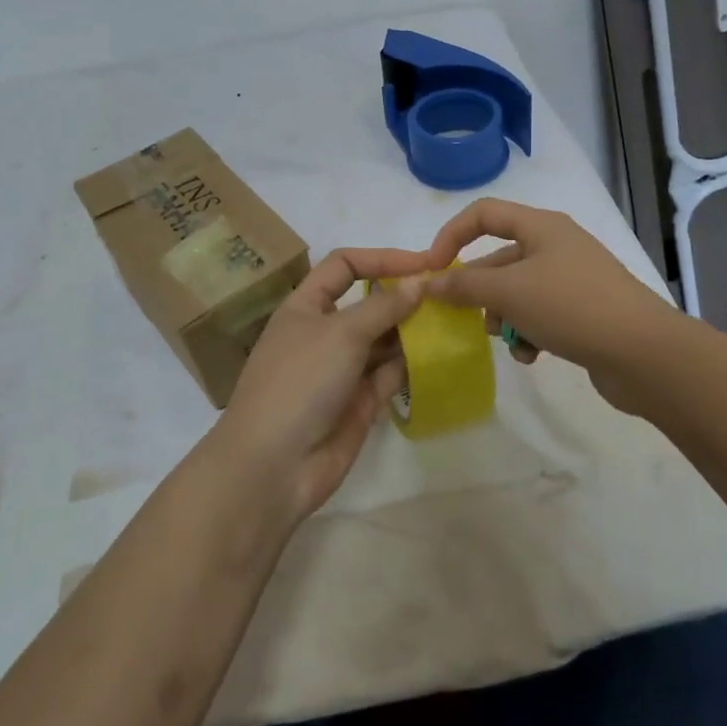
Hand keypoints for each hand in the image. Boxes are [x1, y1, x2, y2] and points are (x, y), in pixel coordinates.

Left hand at [209, 248, 428, 525]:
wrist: (273, 465)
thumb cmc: (300, 382)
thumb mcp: (341, 332)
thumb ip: (384, 306)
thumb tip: (419, 282)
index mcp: (305, 306)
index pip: (345, 266)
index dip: (382, 259)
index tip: (424, 264)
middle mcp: (323, 333)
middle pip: (369, 304)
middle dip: (404, 297)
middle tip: (448, 295)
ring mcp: (341, 369)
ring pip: (383, 340)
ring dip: (413, 330)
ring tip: (453, 322)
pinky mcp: (359, 402)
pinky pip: (390, 374)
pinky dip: (412, 364)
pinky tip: (440, 356)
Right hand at [422, 199, 676, 397]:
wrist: (644, 353)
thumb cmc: (571, 306)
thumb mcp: (510, 293)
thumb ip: (464, 286)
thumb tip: (429, 283)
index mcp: (541, 227)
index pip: (483, 213)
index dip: (451, 235)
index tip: (432, 269)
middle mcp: (556, 246)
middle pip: (499, 258)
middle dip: (478, 289)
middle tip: (463, 317)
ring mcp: (571, 279)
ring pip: (517, 291)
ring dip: (503, 316)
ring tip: (507, 339)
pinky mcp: (583, 311)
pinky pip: (540, 314)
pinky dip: (528, 332)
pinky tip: (531, 355)